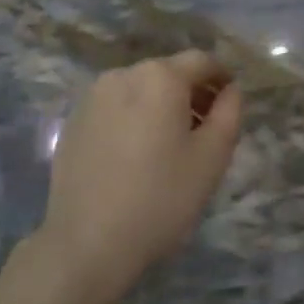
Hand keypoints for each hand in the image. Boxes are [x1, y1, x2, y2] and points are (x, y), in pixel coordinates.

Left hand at [30, 50, 242, 303]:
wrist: (88, 241)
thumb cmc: (161, 198)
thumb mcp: (212, 158)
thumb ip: (229, 113)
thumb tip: (230, 90)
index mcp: (159, 77)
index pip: (202, 62)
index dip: (222, 78)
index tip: (231, 105)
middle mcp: (122, 75)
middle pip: (168, 73)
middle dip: (191, 94)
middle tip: (206, 132)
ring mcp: (92, 98)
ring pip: (139, 91)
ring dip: (160, 107)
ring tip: (170, 147)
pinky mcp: (73, 122)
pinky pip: (114, 109)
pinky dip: (132, 120)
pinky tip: (135, 157)